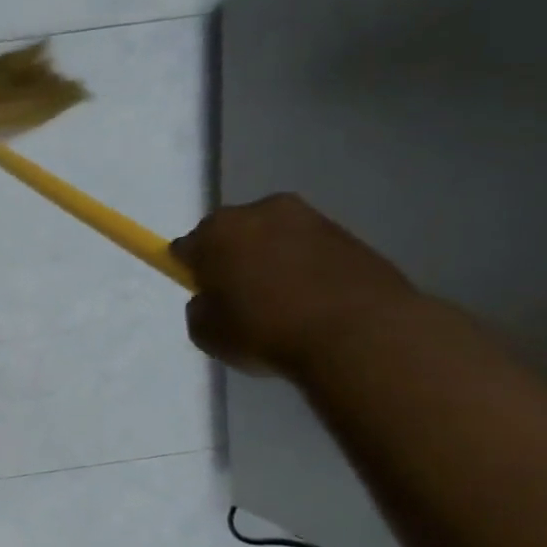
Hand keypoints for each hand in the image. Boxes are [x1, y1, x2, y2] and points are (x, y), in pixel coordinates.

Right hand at [171, 194, 420, 377]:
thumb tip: (214, 298)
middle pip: (233, 234)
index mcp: (218, 230)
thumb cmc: (265, 330)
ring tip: (281, 303)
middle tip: (239, 298)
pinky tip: (312, 302)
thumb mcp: (206, 332)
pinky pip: (310, 251)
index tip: (202, 294)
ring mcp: (312, 219)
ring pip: (275, 239)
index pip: (187, 246)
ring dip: (271, 261)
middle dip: (232, 258)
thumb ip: (201, 307)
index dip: (190, 270)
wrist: (359, 335)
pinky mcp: (351, 235)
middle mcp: (262, 211)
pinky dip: (306, 269)